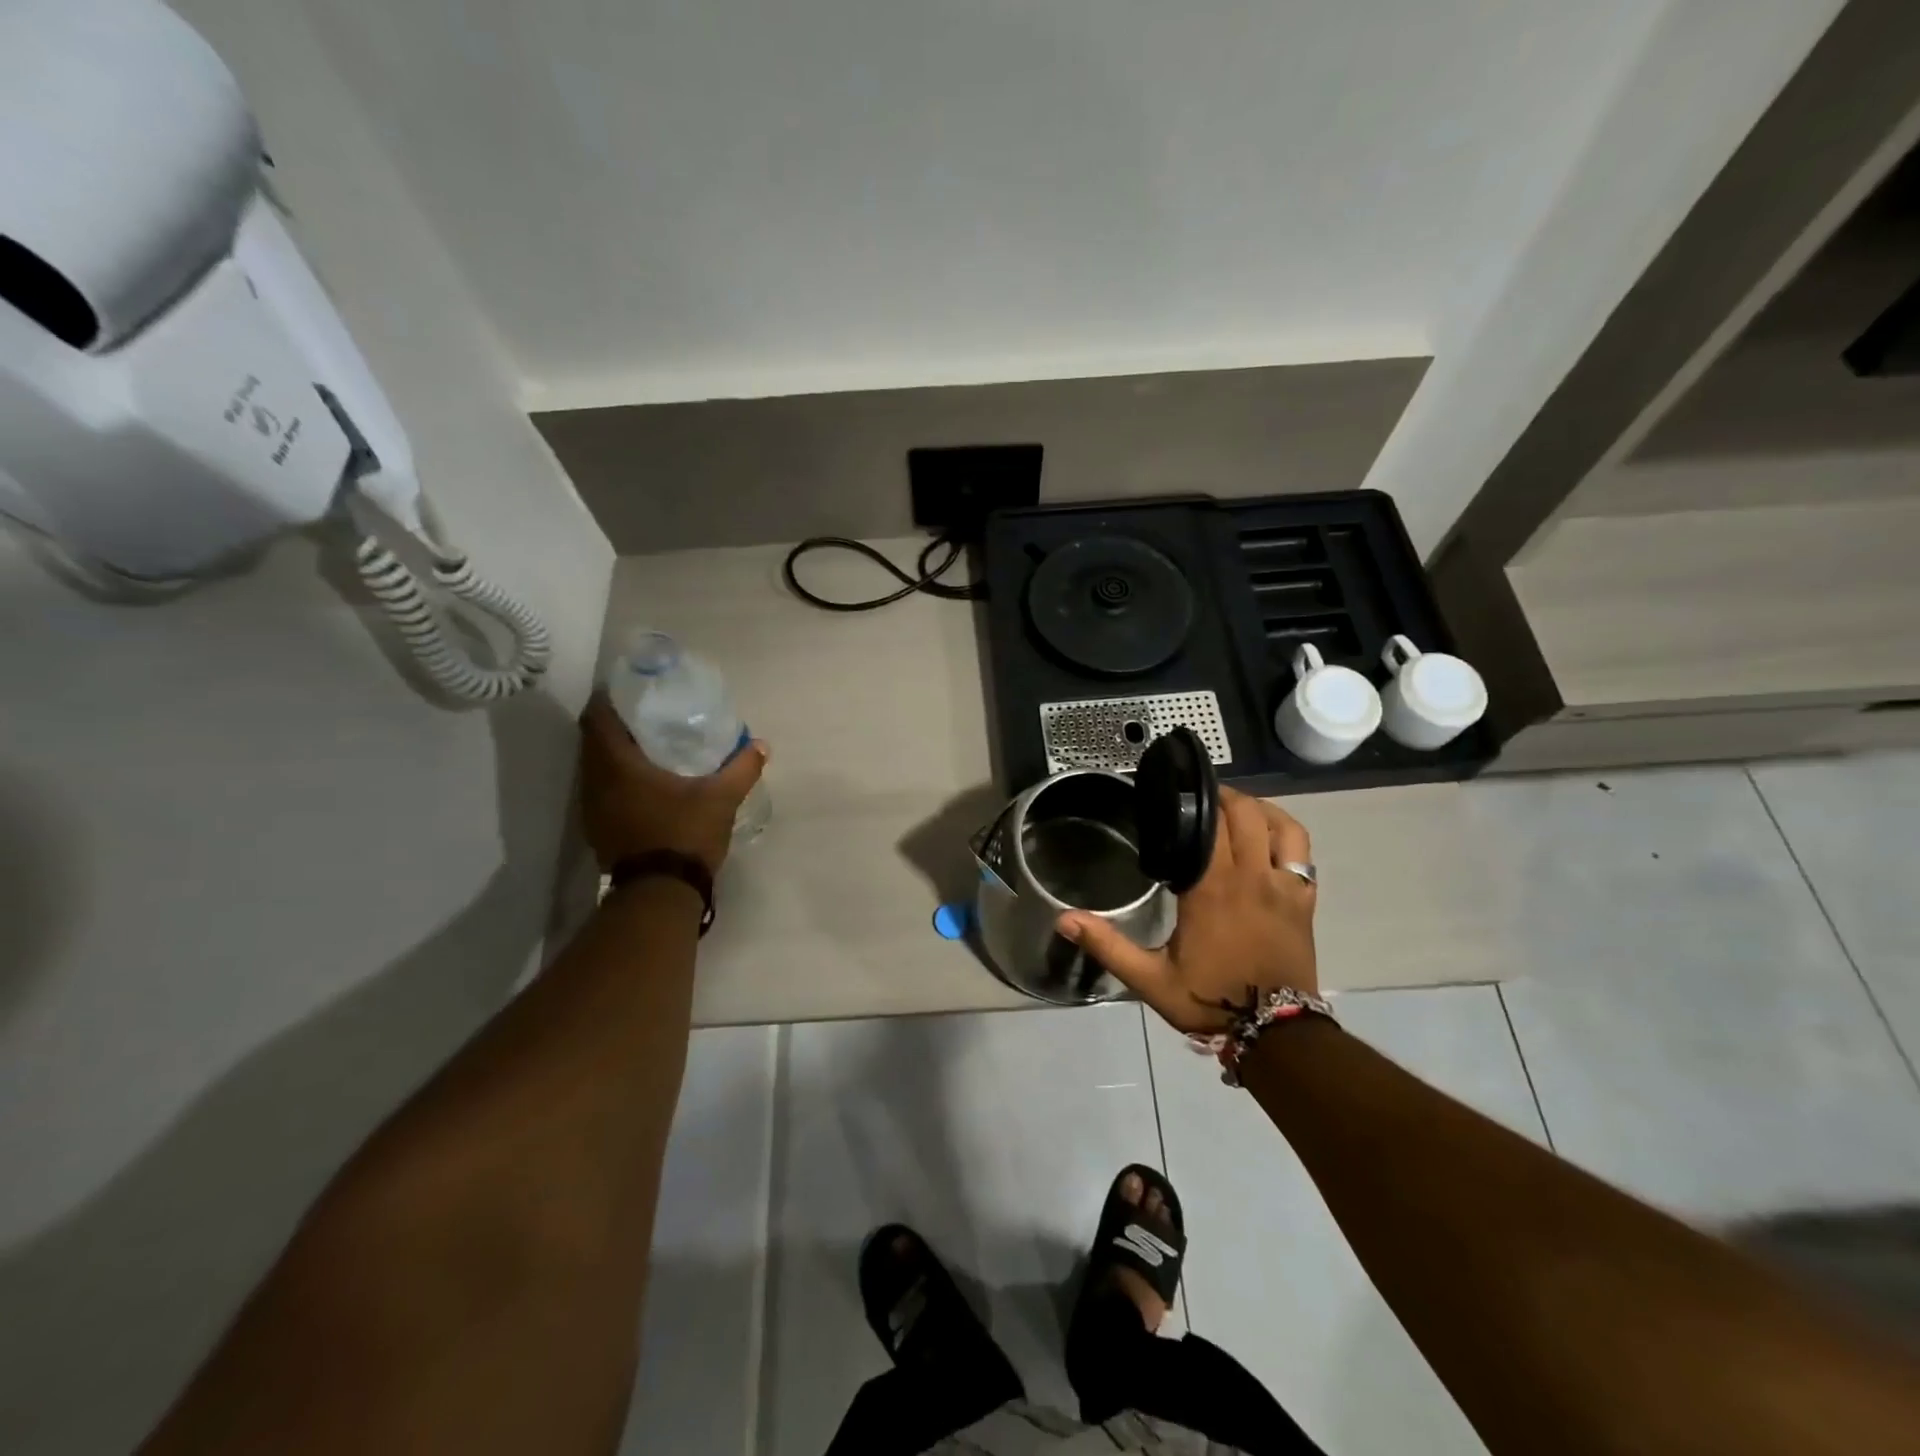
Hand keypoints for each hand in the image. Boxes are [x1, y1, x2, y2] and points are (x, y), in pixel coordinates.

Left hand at [578, 692, 768, 875]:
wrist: (660, 893)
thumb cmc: (684, 834)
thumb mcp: (721, 798)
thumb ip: (742, 768)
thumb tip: (761, 745)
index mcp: (617, 765)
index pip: (597, 718)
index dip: (610, 700)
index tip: (632, 692)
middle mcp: (596, 782)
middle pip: (593, 741)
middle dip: (617, 726)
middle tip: (647, 717)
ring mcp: (592, 809)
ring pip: (596, 768)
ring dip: (615, 755)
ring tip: (648, 747)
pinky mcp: (598, 829)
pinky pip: (602, 791)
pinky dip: (617, 780)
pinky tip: (645, 785)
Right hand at [1057, 788, 1316, 1031]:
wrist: (1276, 1034)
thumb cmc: (1210, 1000)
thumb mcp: (1151, 979)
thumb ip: (1108, 945)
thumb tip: (1064, 919)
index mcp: (1211, 888)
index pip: (1209, 826)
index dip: (1195, 802)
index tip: (1177, 793)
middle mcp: (1251, 877)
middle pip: (1244, 814)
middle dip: (1223, 797)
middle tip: (1200, 798)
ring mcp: (1284, 887)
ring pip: (1280, 825)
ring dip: (1259, 808)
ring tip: (1235, 809)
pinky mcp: (1304, 900)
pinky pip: (1302, 851)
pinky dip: (1286, 832)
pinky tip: (1269, 835)